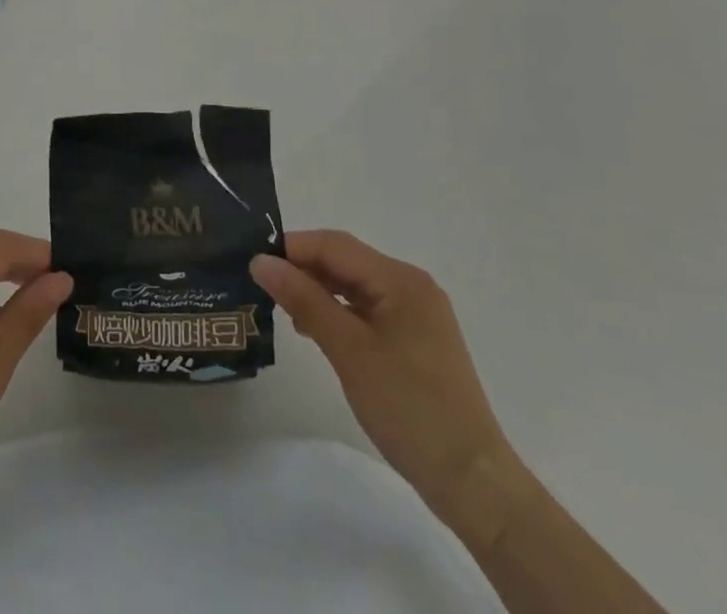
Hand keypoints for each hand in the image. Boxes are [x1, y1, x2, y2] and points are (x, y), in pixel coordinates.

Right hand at [253, 231, 518, 535]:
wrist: (472, 481)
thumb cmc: (408, 407)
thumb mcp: (348, 349)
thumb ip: (303, 299)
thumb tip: (260, 261)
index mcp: (400, 279)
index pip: (334, 245)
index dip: (292, 248)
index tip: (254, 262)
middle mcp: (411, 287)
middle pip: (346, 262)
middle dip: (303, 269)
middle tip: (263, 287)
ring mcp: (417, 315)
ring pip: (355, 286)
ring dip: (319, 292)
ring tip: (284, 311)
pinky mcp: (416, 342)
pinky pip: (368, 311)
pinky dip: (339, 313)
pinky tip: (316, 331)